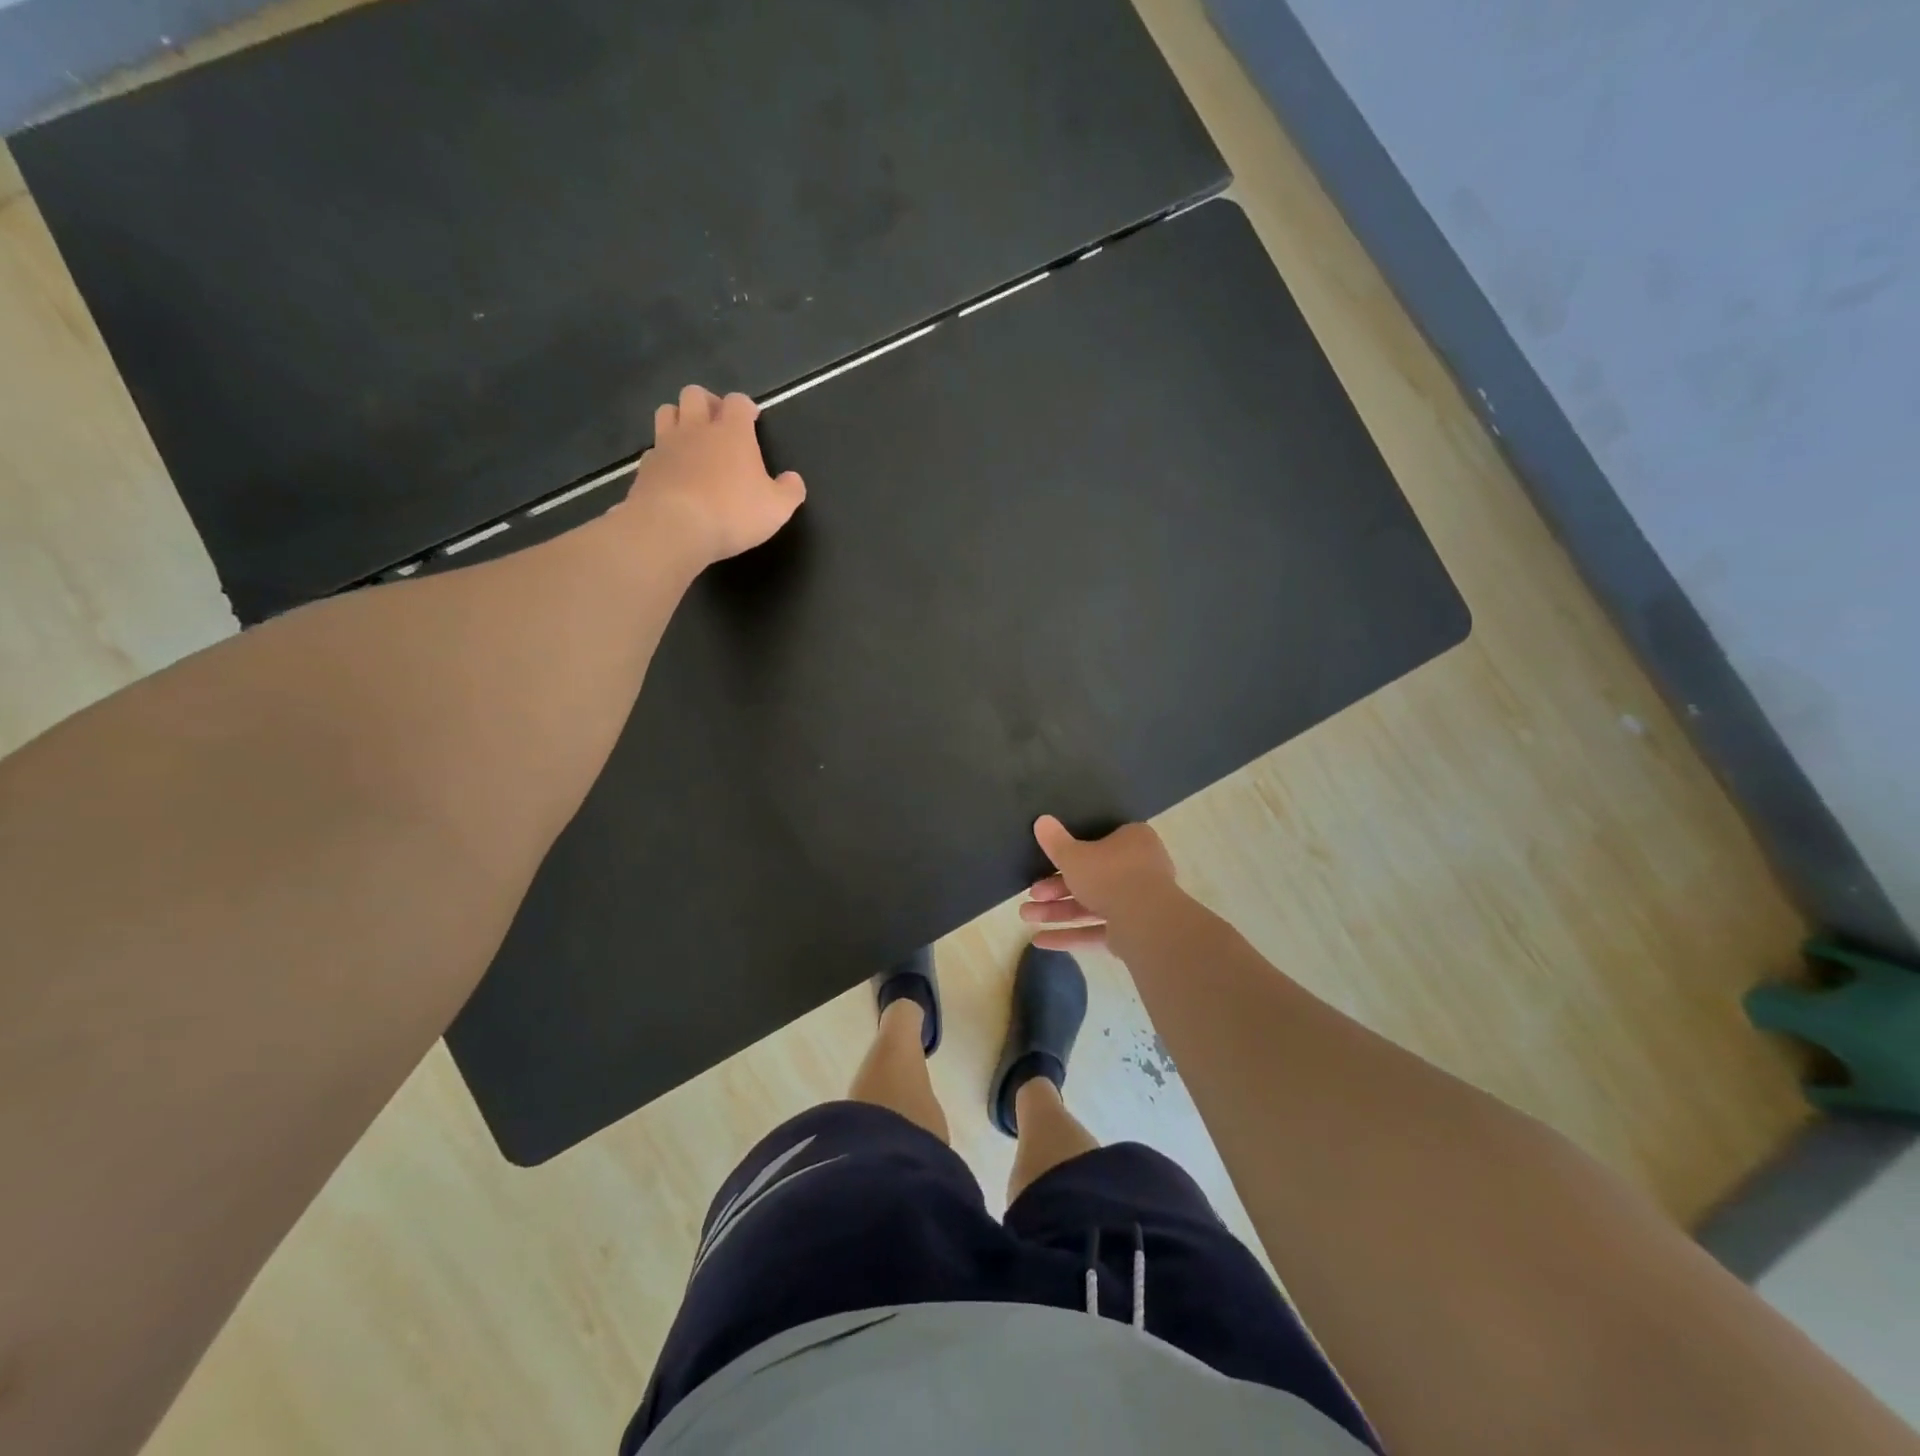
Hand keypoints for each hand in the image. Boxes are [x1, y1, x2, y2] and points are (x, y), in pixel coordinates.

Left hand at [628, 384, 805, 563]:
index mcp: (732, 433)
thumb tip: (793, 479)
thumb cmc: (733, 513)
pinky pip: (653, 449)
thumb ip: (789, 491)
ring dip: (679, 418)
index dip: (746, 406)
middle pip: (695, 394)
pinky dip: (663, 454)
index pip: (738, 402)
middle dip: (707, 403)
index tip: (752, 419)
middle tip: (717, 424)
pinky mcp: (645, 466)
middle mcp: (697, 429)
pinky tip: (672, 471)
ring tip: (691, 439)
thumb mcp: (777, 508)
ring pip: (667, 411)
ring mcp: (666, 445)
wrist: (673, 527)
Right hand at [1019, 815, 1180, 950]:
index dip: (1070, 853)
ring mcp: (1138, 904)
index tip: (1047, 862)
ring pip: (1091, 906)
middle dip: (1055, 889)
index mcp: (1132, 841)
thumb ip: (1055, 842)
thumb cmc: (1109, 874)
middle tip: (1031, 895)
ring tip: (1026, 917)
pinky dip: (1070, 936)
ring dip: (1057, 912)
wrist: (1145, 920)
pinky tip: (1040, 941)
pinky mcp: (1133, 933)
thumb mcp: (1074, 855)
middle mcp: (1139, 870)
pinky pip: (1096, 931)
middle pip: (1091, 877)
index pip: (1099, 842)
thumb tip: (1041, 820)